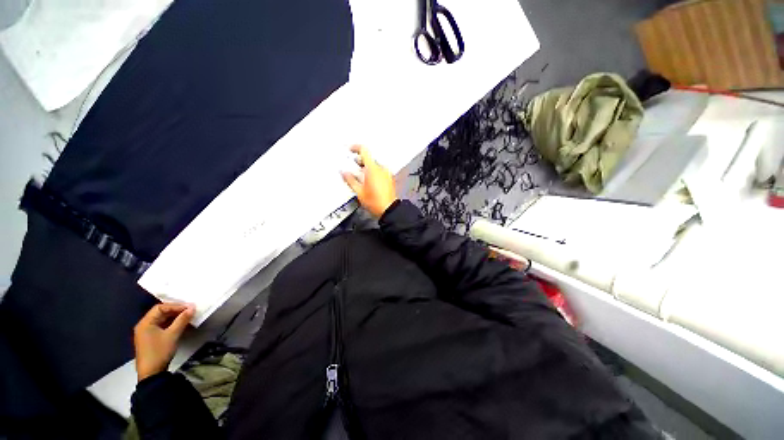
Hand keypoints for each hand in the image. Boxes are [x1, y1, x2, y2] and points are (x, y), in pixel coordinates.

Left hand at [133, 303, 194, 381]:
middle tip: (190, 311)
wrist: (151, 373)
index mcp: (146, 323)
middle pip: (161, 313)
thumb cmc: (159, 351)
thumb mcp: (172, 335)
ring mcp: (147, 332)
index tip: (189, 308)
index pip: (160, 308)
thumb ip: (182, 320)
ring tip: (187, 317)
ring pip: (162, 319)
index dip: (175, 306)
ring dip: (175, 317)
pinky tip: (180, 325)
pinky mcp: (151, 338)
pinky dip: (171, 324)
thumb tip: (192, 307)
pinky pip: (162, 326)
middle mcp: (144, 325)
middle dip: (176, 311)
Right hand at [342, 145, 397, 217]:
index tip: (351, 149)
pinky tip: (369, 180)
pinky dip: (374, 172)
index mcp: (373, 169)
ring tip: (361, 175)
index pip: (364, 150)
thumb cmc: (375, 202)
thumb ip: (350, 180)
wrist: (388, 209)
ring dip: (367, 167)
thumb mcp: (359, 191)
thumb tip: (344, 173)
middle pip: (369, 158)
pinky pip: (380, 170)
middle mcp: (381, 168)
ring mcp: (387, 173)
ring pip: (375, 165)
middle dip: (360, 161)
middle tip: (354, 166)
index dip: (356, 148)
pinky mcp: (390, 178)